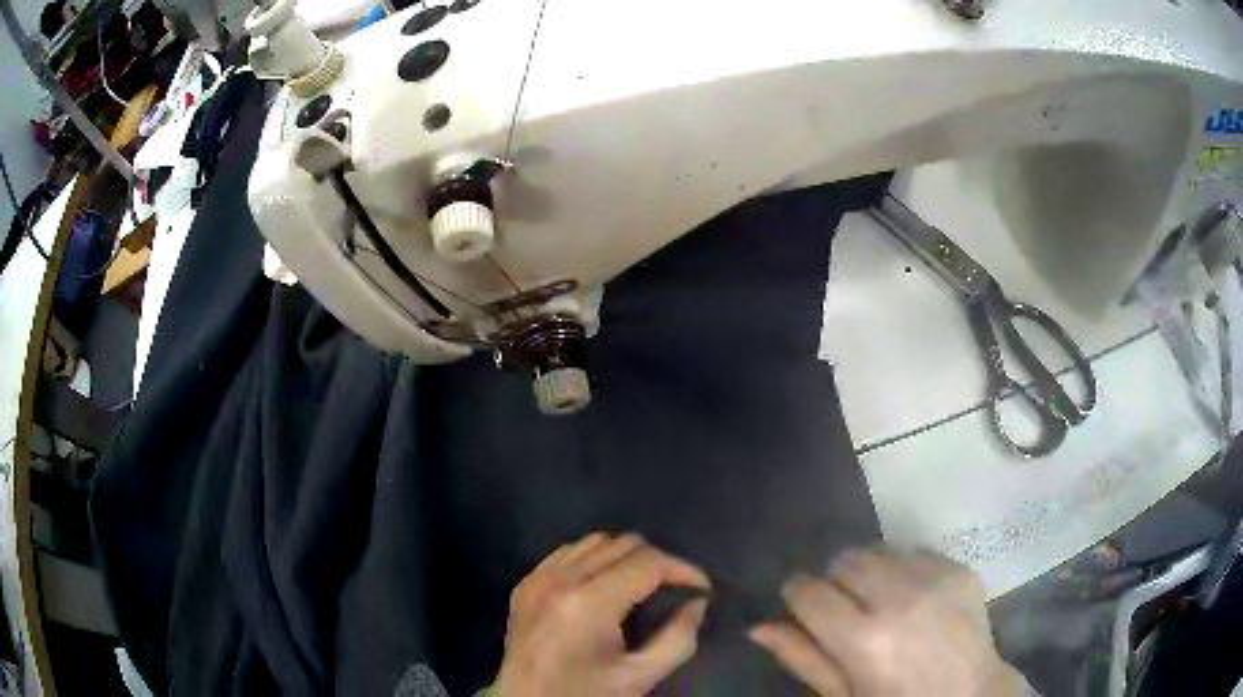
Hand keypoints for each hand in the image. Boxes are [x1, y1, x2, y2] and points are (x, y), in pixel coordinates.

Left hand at [494, 533, 711, 696]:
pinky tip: (604, 584)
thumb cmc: (585, 695)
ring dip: (625, 557)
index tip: (702, 589)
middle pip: (623, 544)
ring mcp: (537, 579)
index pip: (648, 562)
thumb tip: (698, 603)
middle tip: (675, 590)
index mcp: (588, 603)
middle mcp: (559, 579)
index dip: (683, 570)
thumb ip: (678, 639)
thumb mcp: (640, 678)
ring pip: (594, 542)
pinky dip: (593, 559)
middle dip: (657, 562)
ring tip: (642, 585)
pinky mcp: (525, 585)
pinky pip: (567, 553)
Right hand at [750, 547, 1027, 695]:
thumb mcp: (843, 694)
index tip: (801, 603)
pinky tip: (912, 595)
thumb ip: (802, 658)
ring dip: (869, 570)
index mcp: (863, 639)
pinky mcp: (959, 568)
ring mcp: (935, 579)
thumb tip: (758, 626)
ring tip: (879, 598)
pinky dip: (904, 568)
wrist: (969, 694)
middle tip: (845, 608)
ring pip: (879, 548)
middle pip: (844, 560)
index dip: (797, 594)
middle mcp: (898, 598)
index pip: (808, 591)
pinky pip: (915, 551)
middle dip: (834, 580)